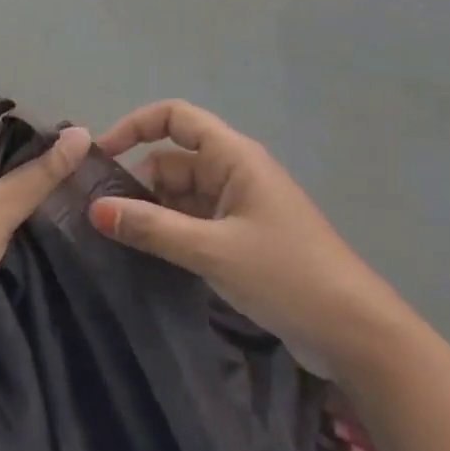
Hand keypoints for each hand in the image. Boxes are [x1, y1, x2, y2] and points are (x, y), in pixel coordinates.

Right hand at [88, 100, 391, 362]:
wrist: (355, 332)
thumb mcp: (212, 250)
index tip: (101, 156)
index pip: (174, 117)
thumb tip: (94, 209)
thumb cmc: (286, 275)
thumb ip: (151, 228)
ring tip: (112, 239)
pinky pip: (193, 221)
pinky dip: (169, 233)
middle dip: (137, 183)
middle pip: (172, 160)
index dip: (135, 126)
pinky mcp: (241, 238)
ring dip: (151, 212)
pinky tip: (145, 256)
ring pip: (180, 194)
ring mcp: (238, 206)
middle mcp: (233, 171)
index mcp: (233, 156)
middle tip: (98, 217)